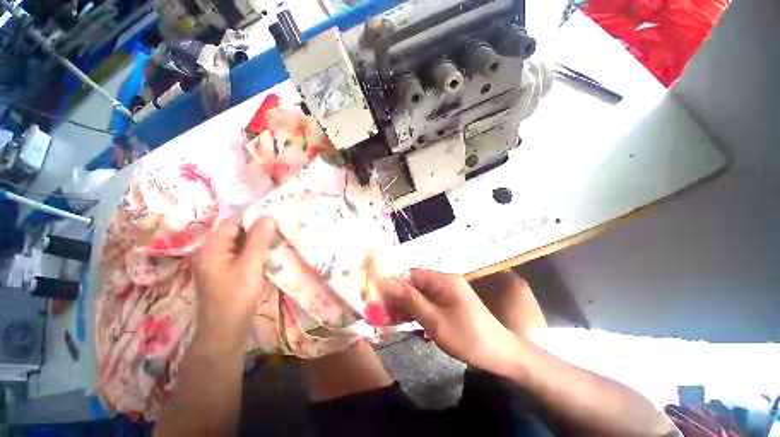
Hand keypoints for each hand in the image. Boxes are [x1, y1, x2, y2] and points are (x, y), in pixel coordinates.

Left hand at [193, 215, 276, 344]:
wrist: (224, 330)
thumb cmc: (236, 296)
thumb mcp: (250, 265)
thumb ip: (259, 240)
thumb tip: (269, 216)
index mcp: (211, 247)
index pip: (232, 222)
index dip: (253, 217)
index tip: (275, 218)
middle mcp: (212, 252)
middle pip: (236, 232)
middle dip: (258, 229)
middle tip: (280, 228)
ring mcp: (218, 262)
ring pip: (240, 243)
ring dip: (258, 240)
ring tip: (278, 238)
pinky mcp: (226, 271)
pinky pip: (242, 254)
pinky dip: (255, 251)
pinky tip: (269, 253)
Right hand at [377, 269, 520, 373]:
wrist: (501, 354)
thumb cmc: (469, 338)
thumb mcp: (436, 321)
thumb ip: (412, 301)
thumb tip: (389, 283)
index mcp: (445, 280)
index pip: (413, 275)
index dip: (396, 284)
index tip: (380, 297)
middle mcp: (446, 281)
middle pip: (417, 283)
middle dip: (400, 296)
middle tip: (385, 312)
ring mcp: (450, 291)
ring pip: (422, 293)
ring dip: (408, 304)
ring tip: (393, 317)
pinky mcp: (451, 301)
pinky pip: (430, 301)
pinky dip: (419, 309)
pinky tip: (409, 319)